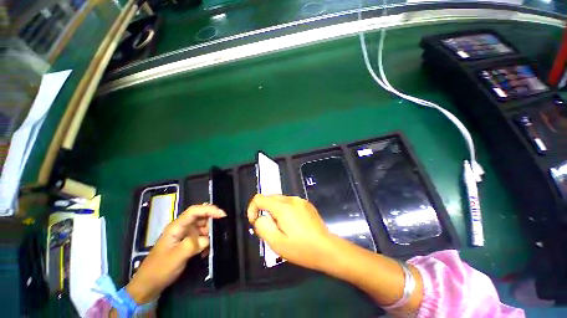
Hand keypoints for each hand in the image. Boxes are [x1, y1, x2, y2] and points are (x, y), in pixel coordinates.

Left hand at [126, 204, 225, 302]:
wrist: (149, 285)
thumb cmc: (159, 269)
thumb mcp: (176, 256)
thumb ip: (193, 244)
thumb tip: (208, 239)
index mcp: (177, 226)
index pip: (195, 211)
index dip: (209, 209)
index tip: (222, 215)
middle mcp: (182, 228)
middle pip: (201, 217)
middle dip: (212, 222)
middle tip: (220, 231)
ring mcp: (185, 235)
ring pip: (203, 227)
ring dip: (210, 234)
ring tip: (214, 244)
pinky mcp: (188, 243)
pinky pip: (202, 237)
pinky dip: (207, 242)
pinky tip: (207, 251)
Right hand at [247, 194, 333, 270]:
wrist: (327, 248)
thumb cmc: (301, 248)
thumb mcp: (277, 243)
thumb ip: (263, 227)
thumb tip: (259, 218)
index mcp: (283, 207)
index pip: (259, 198)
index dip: (252, 208)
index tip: (255, 222)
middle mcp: (291, 199)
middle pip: (270, 197)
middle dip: (264, 210)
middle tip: (269, 227)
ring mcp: (300, 200)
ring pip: (280, 200)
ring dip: (275, 210)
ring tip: (282, 227)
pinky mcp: (306, 204)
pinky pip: (289, 203)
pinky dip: (284, 210)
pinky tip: (292, 224)